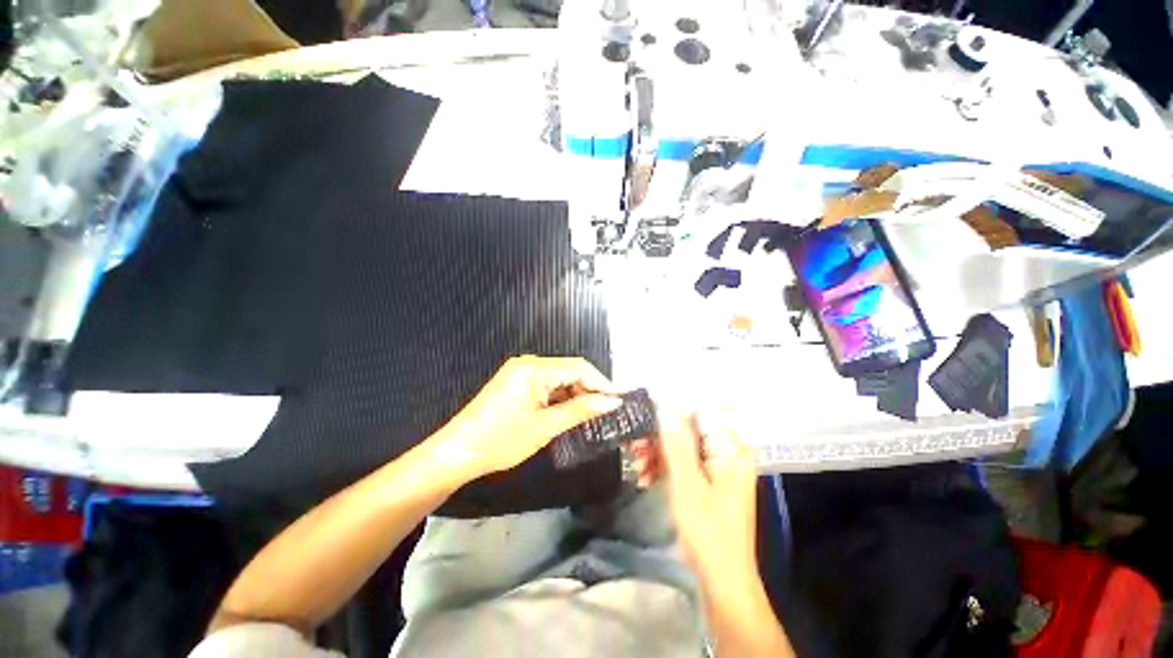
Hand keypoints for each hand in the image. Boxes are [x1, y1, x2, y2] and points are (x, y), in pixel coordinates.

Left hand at [432, 356, 621, 481]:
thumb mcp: (545, 426)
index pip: (579, 368)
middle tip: (607, 411)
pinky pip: (547, 385)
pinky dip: (560, 397)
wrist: (457, 452)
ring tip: (592, 415)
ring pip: (559, 378)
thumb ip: (581, 410)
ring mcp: (521, 371)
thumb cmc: (502, 440)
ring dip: (576, 394)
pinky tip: (569, 412)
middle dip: (589, 389)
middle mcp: (529, 363)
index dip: (601, 383)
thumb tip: (613, 402)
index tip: (620, 401)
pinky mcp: (517, 382)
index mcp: (535, 368)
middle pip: (570, 371)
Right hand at [649, 414, 759, 582]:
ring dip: (658, 455)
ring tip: (636, 466)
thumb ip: (677, 444)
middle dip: (660, 439)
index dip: (674, 412)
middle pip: (689, 432)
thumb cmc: (708, 531)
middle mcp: (728, 454)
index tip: (649, 416)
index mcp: (733, 450)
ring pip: (683, 449)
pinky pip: (684, 465)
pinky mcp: (708, 483)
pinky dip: (665, 470)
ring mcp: (717, 469)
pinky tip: (644, 478)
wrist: (721, 580)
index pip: (702, 414)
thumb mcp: (688, 484)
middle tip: (635, 445)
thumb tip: (667, 408)